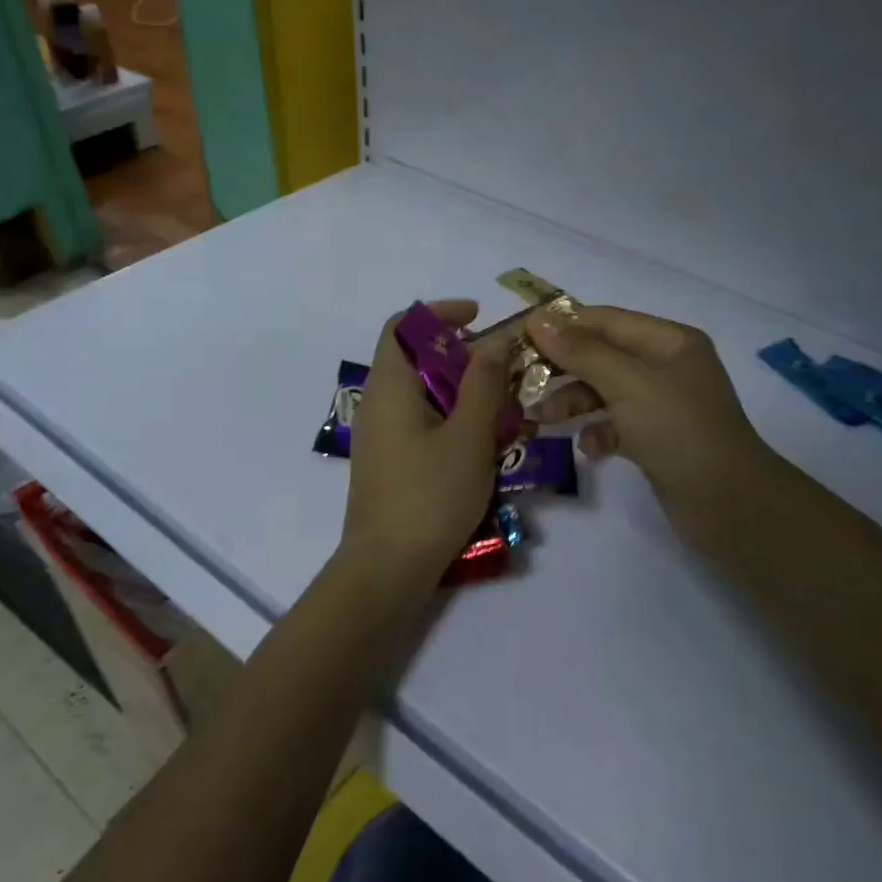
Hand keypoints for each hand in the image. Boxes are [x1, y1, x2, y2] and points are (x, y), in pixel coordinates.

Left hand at [337, 300, 510, 594]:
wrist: (387, 568)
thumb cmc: (430, 496)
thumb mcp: (469, 437)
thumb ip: (483, 384)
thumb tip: (493, 341)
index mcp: (390, 387)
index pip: (402, 325)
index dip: (439, 313)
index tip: (478, 318)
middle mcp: (377, 404)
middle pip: (416, 359)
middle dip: (462, 357)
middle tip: (503, 372)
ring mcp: (380, 436)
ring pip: (422, 395)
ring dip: (461, 393)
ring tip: (501, 411)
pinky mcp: (388, 463)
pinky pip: (420, 424)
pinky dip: (450, 420)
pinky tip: (481, 445)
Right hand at [525, 306, 771, 515]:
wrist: (728, 503)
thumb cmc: (679, 430)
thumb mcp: (627, 384)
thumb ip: (581, 352)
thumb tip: (537, 319)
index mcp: (668, 341)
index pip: (605, 320)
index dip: (562, 325)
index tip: (519, 337)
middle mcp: (666, 366)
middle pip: (602, 356)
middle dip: (563, 369)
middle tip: (522, 381)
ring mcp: (662, 404)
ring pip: (604, 392)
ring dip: (572, 402)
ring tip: (542, 420)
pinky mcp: (656, 438)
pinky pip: (616, 424)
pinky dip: (599, 432)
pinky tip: (591, 448)